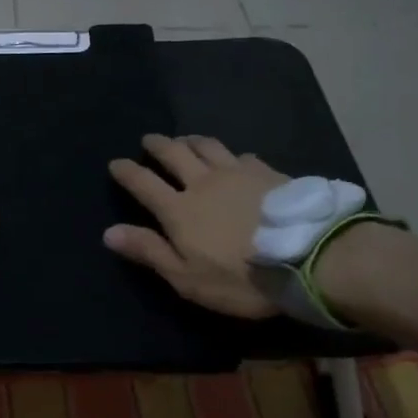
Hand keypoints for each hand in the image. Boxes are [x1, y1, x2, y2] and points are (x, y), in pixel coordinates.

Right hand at [106, 134, 286, 319]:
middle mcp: (203, 182)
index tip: (115, 163)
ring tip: (185, 140)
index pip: (143, 183)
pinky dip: (231, 154)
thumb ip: (149, 251)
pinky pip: (242, 155)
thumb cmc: (241, 277)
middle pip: (174, 154)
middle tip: (149, 140)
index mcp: (179, 209)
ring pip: (207, 146)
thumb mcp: (188, 277)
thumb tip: (109, 232)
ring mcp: (237, 173)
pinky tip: (235, 158)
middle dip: (157, 145)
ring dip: (190, 140)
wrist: (308, 257)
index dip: (127, 171)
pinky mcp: (267, 173)